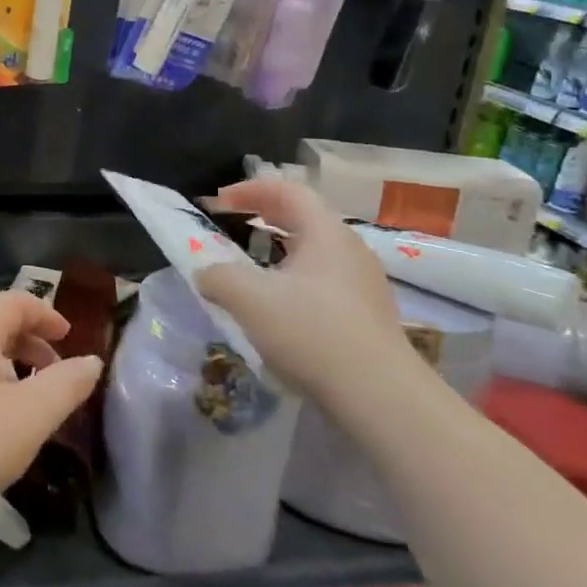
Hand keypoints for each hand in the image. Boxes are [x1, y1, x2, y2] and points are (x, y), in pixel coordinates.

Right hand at [196, 177, 417, 401]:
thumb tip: (206, 272)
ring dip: (279, 248)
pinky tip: (279, 305)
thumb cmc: (312, 332)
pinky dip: (294, 276)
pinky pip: (324, 279)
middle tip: (232, 223)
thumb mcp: (249, 299)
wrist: (380, 396)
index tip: (218, 202)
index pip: (288, 190)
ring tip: (251, 265)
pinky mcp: (367, 314)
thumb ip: (218, 276)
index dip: (249, 190)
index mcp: (326, 233)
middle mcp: (350, 249)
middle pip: (304, 216)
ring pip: (315, 250)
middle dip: (264, 215)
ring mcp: (363, 282)